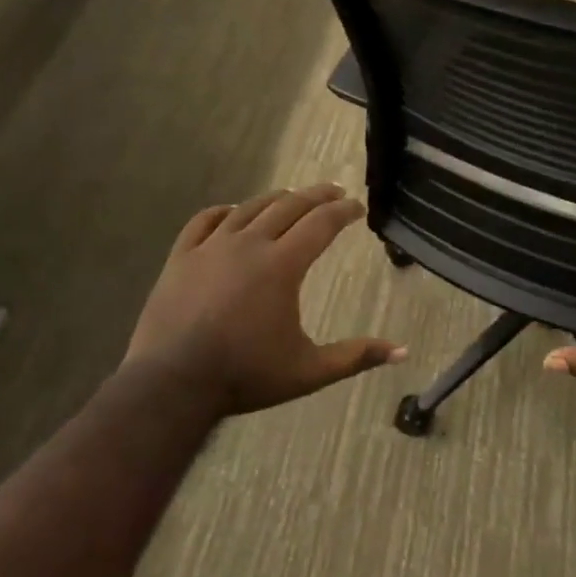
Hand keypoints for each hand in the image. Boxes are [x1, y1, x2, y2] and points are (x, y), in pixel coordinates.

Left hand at [124, 183, 405, 419]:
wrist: (173, 384)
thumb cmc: (246, 376)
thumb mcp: (309, 371)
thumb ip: (356, 356)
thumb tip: (403, 351)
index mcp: (282, 266)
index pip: (321, 224)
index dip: (343, 212)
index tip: (357, 207)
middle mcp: (249, 244)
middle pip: (288, 206)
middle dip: (316, 196)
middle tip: (333, 192)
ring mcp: (211, 247)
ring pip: (248, 208)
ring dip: (275, 199)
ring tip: (291, 197)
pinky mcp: (181, 257)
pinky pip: (204, 221)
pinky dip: (224, 211)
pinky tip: (232, 212)